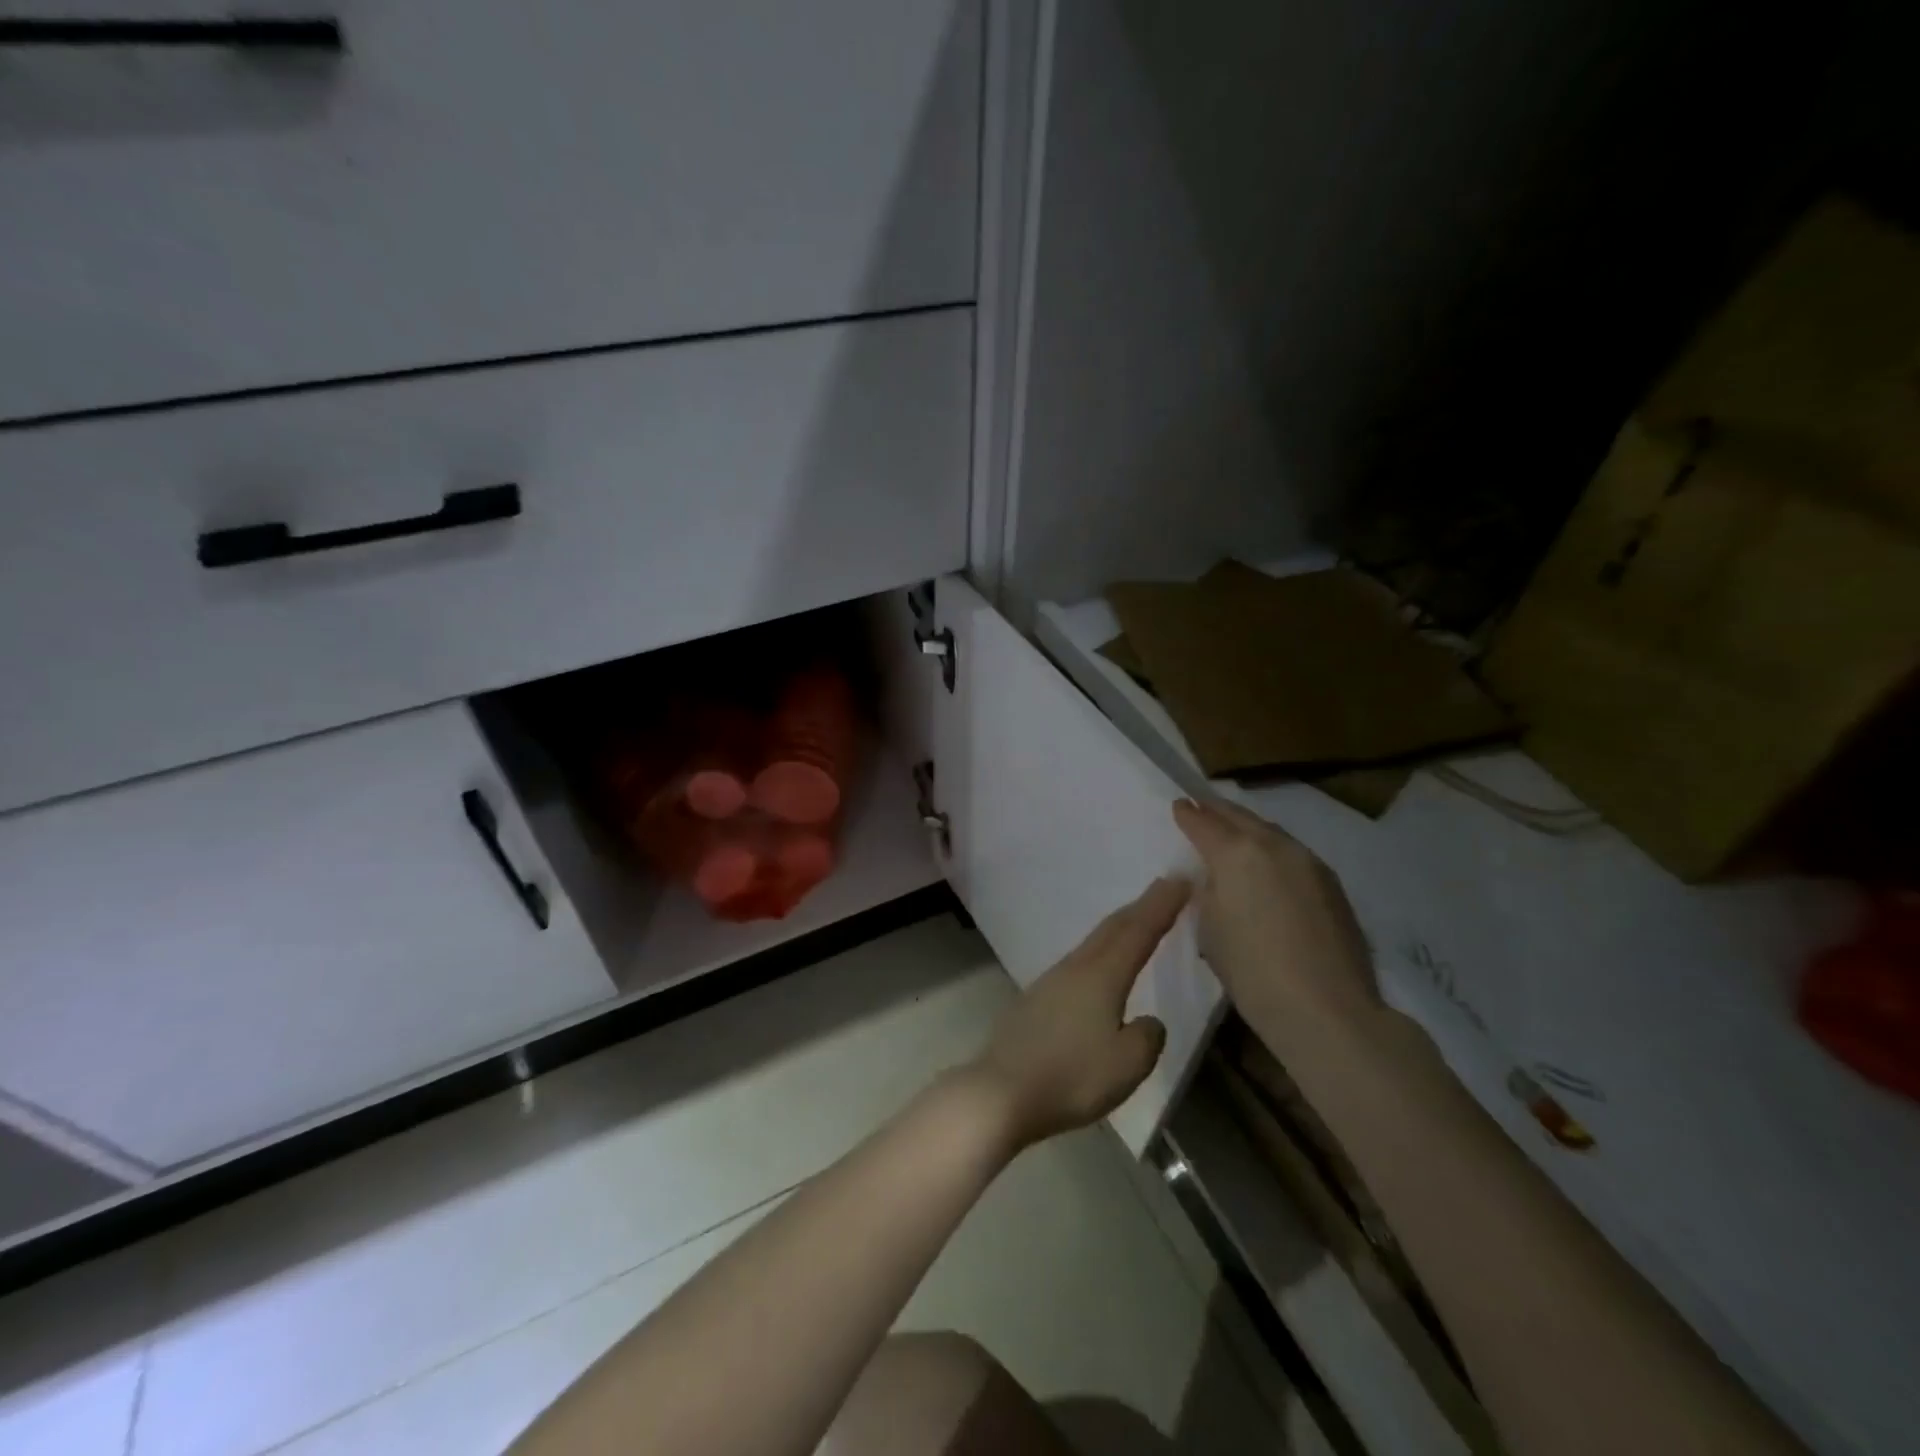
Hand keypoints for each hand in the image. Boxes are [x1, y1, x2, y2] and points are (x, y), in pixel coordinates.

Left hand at [964, 877, 1188, 1148]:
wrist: (1000, 1092)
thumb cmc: (1071, 1076)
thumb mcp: (1127, 1064)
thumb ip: (1147, 1036)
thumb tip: (1145, 1021)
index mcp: (1102, 975)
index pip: (1139, 930)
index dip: (1162, 904)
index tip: (1180, 879)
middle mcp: (1076, 967)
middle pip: (1113, 928)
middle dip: (1141, 907)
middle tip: (1163, 889)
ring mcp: (1051, 981)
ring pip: (1092, 944)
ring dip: (1118, 929)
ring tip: (1135, 924)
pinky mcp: (1036, 1000)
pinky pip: (1078, 964)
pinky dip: (1099, 953)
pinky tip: (1098, 970)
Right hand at [1172, 797, 1380, 1056]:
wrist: (1328, 1010)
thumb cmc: (1253, 972)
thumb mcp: (1210, 929)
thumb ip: (1208, 892)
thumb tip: (1213, 878)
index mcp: (1236, 853)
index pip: (1203, 822)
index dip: (1187, 814)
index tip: (1178, 805)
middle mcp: (1273, 845)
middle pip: (1239, 816)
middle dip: (1216, 809)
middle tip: (1200, 804)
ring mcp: (1308, 861)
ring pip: (1270, 831)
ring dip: (1247, 826)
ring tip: (1231, 828)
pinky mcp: (1331, 882)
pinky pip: (1291, 851)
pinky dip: (1271, 847)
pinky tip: (1265, 861)